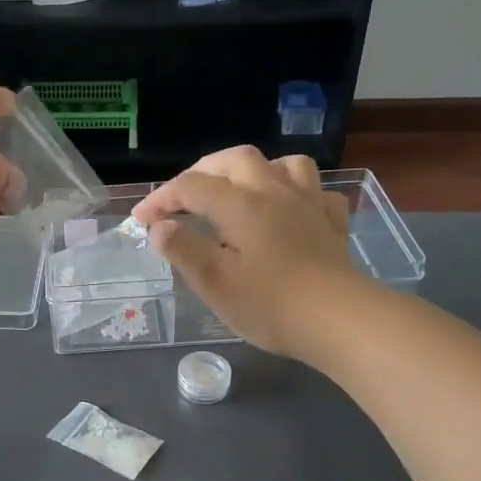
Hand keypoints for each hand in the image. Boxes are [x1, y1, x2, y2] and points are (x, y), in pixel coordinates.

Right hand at [132, 146, 355, 357]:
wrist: (339, 320)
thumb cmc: (269, 304)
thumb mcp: (214, 282)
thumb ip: (183, 249)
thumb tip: (160, 226)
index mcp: (240, 204)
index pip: (191, 186)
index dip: (161, 198)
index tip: (141, 220)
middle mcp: (274, 191)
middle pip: (235, 160)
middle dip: (203, 171)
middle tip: (183, 197)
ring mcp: (308, 204)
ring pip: (283, 164)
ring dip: (255, 170)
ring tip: (240, 191)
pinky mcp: (332, 223)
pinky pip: (316, 192)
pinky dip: (297, 194)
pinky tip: (290, 211)